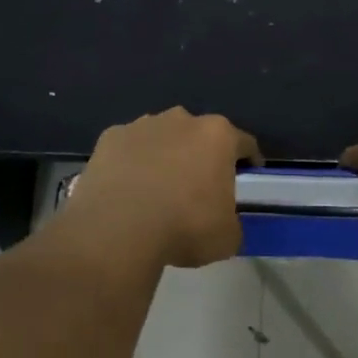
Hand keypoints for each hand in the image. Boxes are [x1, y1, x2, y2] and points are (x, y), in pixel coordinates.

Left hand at [67, 108, 260, 269]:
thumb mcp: (227, 237)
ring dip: (165, 156)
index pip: (244, 143)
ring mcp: (141, 125)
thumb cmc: (185, 227)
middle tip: (199, 187)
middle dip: (201, 155)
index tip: (248, 176)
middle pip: (199, 135)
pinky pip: (128, 149)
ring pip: (161, 137)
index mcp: (218, 136)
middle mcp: (181, 120)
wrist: (118, 229)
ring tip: (158, 189)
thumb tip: (223, 222)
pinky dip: (131, 163)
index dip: (248, 160)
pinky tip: (128, 189)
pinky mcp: (109, 138)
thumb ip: (231, 222)